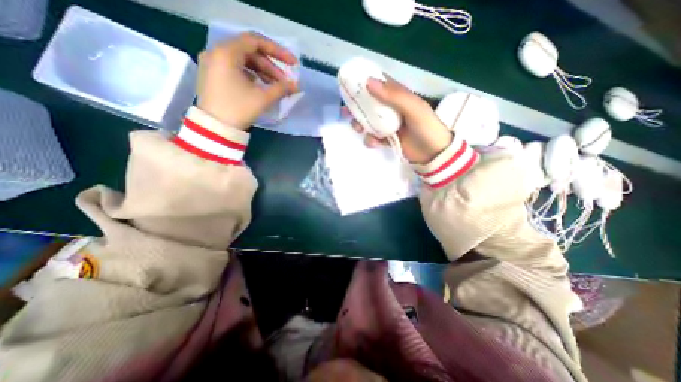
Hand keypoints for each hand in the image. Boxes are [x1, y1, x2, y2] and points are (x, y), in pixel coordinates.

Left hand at [193, 32, 296, 131]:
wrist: (215, 129)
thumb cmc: (238, 110)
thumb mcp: (263, 98)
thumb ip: (282, 88)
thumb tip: (297, 85)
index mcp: (226, 53)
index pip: (256, 41)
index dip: (278, 51)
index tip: (293, 63)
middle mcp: (217, 53)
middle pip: (250, 52)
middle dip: (271, 67)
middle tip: (285, 82)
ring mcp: (213, 64)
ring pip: (244, 61)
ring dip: (263, 72)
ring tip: (276, 87)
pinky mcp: (213, 76)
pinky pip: (236, 69)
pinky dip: (251, 76)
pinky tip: (261, 87)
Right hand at [351, 77, 450, 163]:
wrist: (433, 153)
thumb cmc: (426, 127)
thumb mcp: (413, 108)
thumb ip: (393, 95)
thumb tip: (368, 81)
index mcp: (398, 97)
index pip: (379, 85)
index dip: (364, 83)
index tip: (349, 86)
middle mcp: (391, 109)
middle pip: (369, 105)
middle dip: (357, 108)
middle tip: (346, 113)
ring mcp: (389, 125)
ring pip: (369, 122)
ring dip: (361, 125)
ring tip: (358, 130)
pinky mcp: (387, 139)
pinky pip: (374, 137)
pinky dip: (371, 140)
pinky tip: (375, 143)